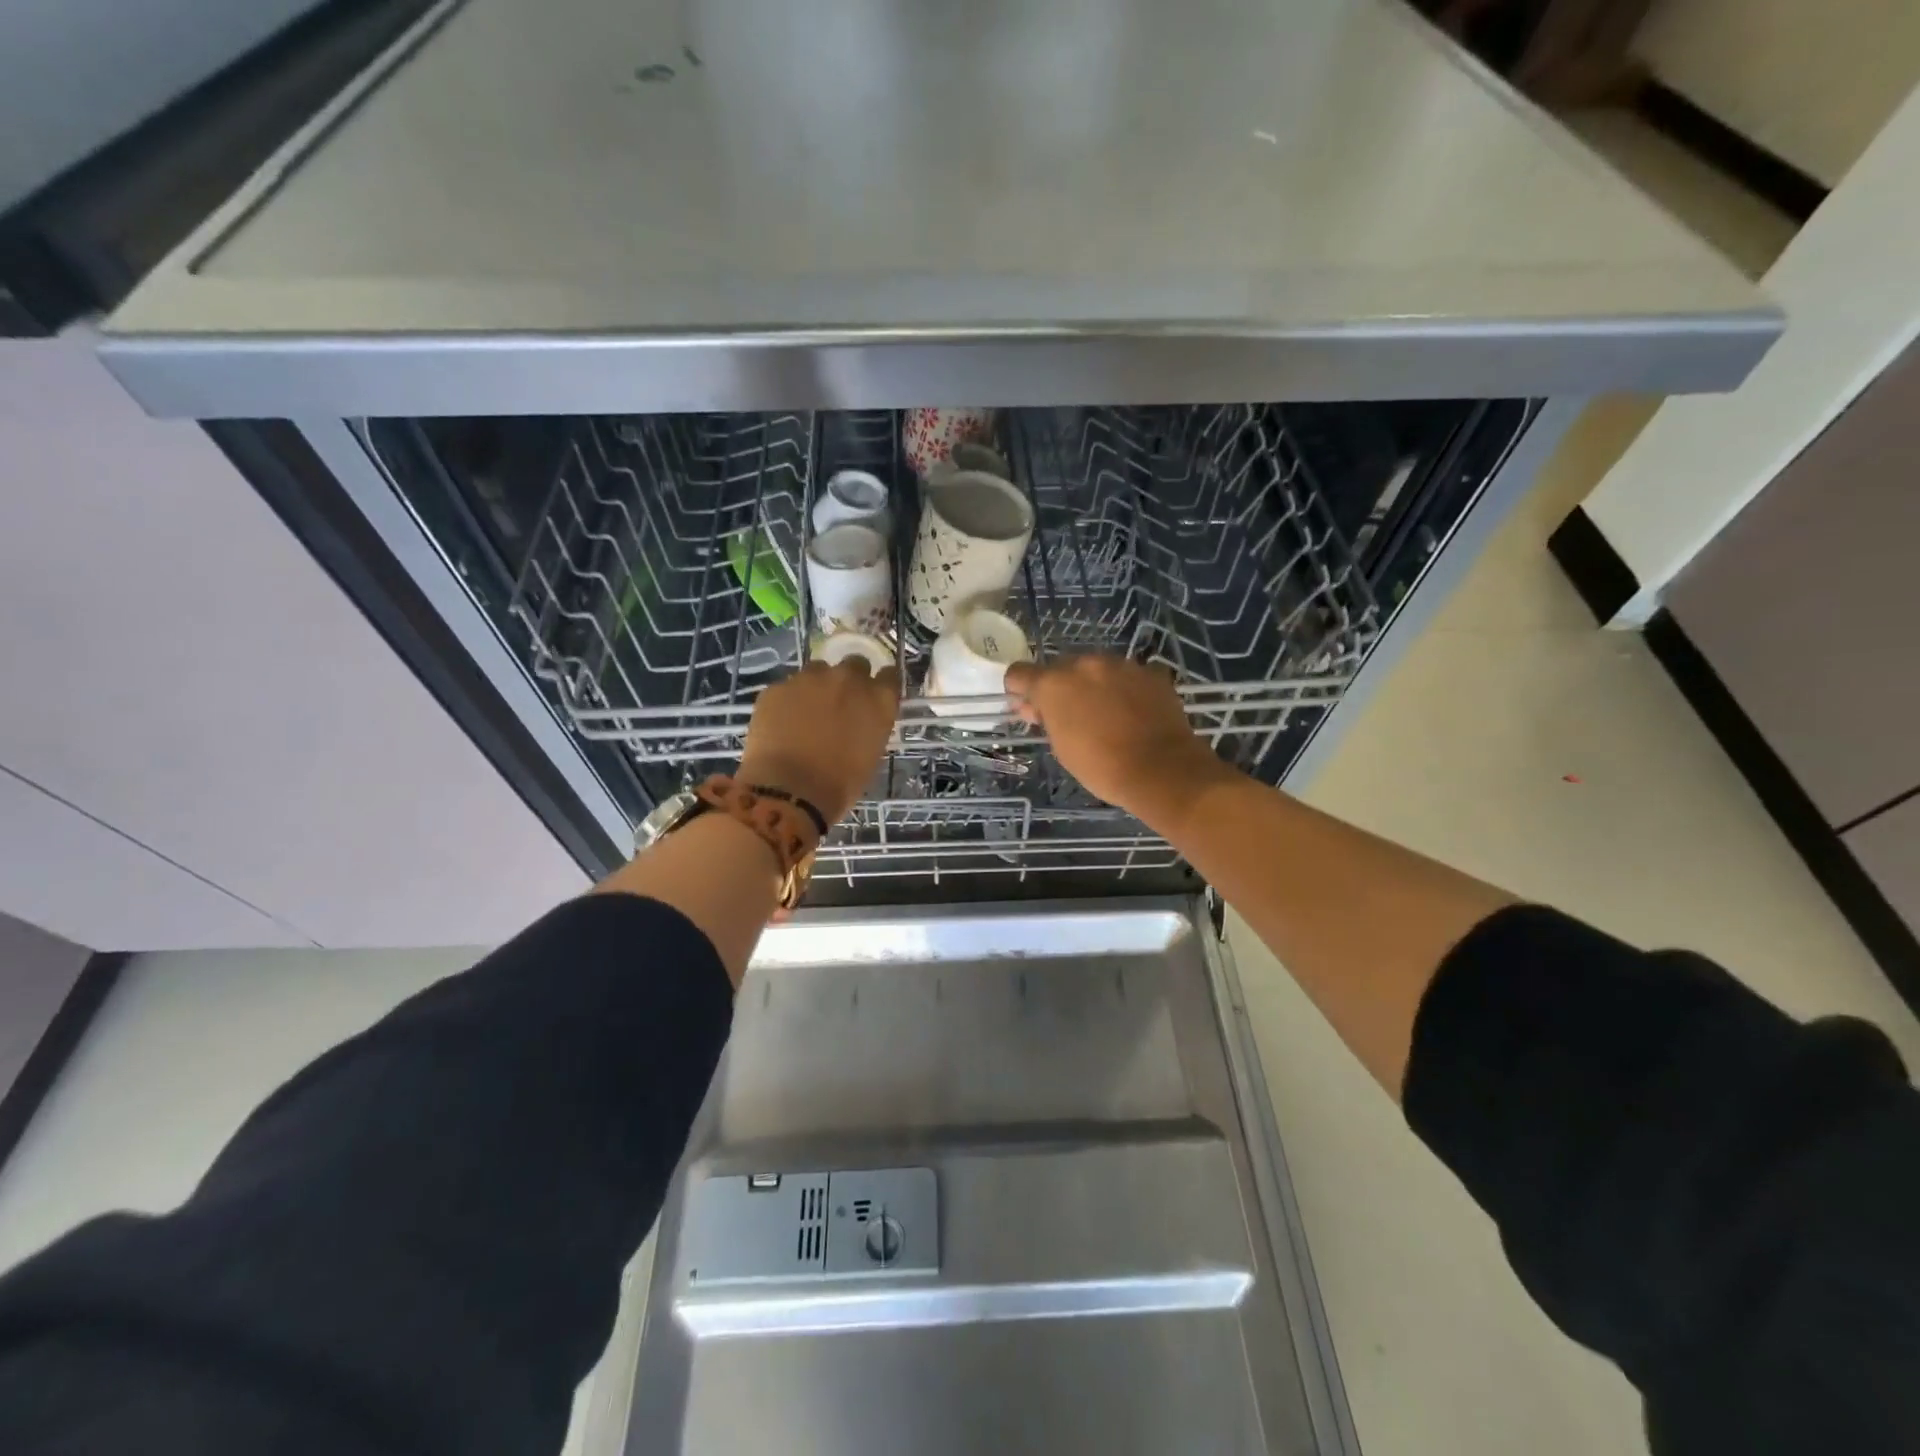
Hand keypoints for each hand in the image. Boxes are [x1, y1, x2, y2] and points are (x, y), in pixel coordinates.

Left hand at [737, 657, 899, 825]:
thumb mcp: (870, 755)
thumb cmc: (840, 785)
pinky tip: (782, 724)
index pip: (889, 676)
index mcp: (878, 700)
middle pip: (855, 664)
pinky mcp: (777, 687)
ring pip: (818, 670)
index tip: (874, 695)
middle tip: (840, 703)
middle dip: (850, 679)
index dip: (881, 684)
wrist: (790, 791)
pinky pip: (787, 688)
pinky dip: (788, 701)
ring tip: (807, 713)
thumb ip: (870, 726)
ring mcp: (809, 679)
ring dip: (818, 685)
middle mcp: (848, 680)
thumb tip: (859, 721)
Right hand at [1004, 655, 1234, 827]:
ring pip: (1096, 669)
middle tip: (1070, 716)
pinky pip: (1128, 676)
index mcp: (1054, 684)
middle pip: (1061, 668)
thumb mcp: (1062, 747)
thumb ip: (1045, 719)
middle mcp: (1085, 664)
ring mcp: (1121, 664)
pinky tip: (1133, 712)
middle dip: (1061, 688)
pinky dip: (1125, 689)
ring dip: (1094, 686)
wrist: (1161, 769)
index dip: (1019, 689)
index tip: (1028, 706)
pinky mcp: (1150, 672)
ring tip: (1106, 715)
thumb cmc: (1101, 767)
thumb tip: (1035, 707)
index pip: (1019, 673)